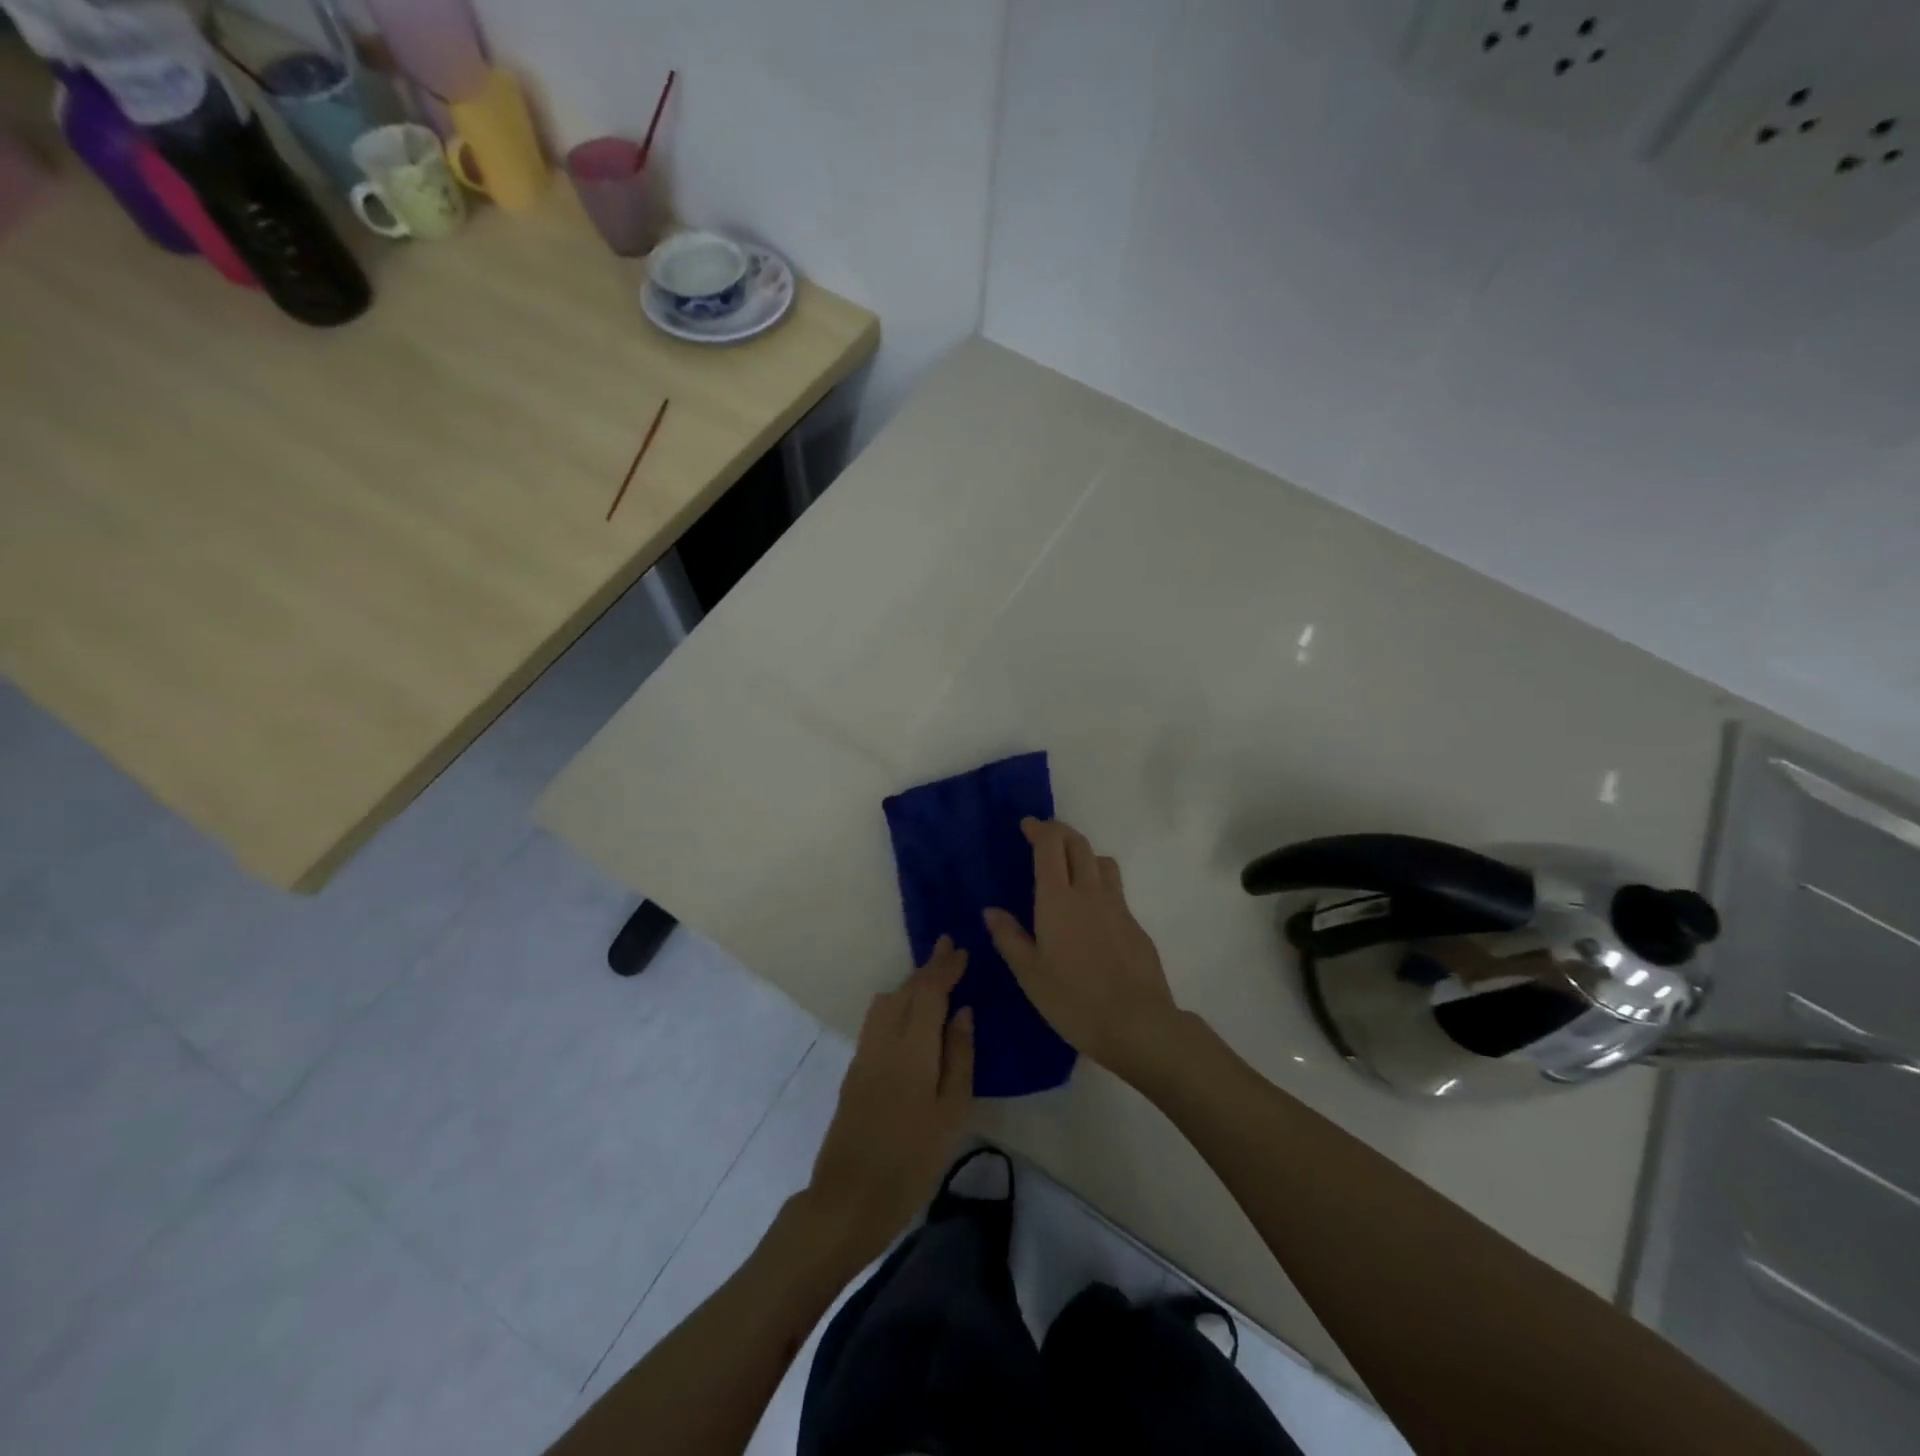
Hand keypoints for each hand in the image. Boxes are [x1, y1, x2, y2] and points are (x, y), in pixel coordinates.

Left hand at [805, 938, 974, 1265]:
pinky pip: (878, 1020)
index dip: (944, 967)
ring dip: (909, 985)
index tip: (960, 948)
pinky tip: (910, 1017)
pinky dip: (897, 1004)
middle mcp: (883, 1040)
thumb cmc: (911, 1161)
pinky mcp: (854, 1070)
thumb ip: (958, 1057)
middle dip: (928, 968)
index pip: (928, 991)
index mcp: (911, 1048)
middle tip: (949, 951)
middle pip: (905, 991)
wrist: (848, 1200)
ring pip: (886, 1002)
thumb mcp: (950, 1114)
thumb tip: (962, 1012)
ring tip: (933, 981)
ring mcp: (864, 1054)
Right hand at [984, 818, 1179, 1084]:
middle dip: (1060, 832)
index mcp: (1058, 898)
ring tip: (1071, 868)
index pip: (1051, 845)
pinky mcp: (1135, 925)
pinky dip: (1100, 885)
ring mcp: (1118, 907)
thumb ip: (1009, 937)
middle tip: (1044, 836)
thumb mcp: (1029, 973)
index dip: (1039, 829)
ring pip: (1102, 862)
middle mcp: (1090, 892)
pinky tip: (1092, 912)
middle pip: (1078, 844)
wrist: (1136, 1023)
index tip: (1027, 825)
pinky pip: (1116, 890)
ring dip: (1084, 854)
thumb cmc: (1072, 999)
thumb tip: (991, 911)